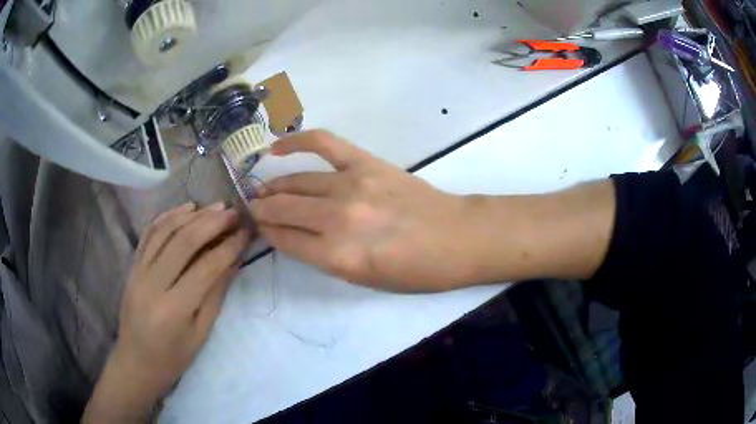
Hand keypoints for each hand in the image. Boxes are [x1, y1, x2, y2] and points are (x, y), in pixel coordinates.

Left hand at [83, 202, 250, 422]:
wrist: (136, 362)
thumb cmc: (173, 358)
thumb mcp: (200, 334)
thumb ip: (215, 296)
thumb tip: (234, 262)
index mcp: (173, 309)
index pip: (205, 268)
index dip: (229, 247)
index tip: (246, 232)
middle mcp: (152, 284)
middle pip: (183, 241)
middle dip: (211, 223)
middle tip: (233, 212)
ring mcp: (138, 272)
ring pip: (165, 231)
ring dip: (191, 214)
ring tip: (214, 207)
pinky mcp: (132, 266)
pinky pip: (149, 233)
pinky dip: (167, 216)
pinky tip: (185, 208)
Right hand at [250, 130, 473, 291]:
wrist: (457, 238)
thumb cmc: (415, 271)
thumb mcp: (365, 280)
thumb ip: (324, 257)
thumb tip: (292, 235)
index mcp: (338, 256)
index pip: (284, 240)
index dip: (266, 232)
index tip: (257, 227)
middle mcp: (337, 219)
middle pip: (283, 210)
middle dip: (261, 210)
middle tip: (252, 208)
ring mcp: (351, 185)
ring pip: (296, 182)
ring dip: (273, 187)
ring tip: (263, 189)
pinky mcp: (365, 163)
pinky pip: (324, 143)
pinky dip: (297, 142)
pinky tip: (277, 148)